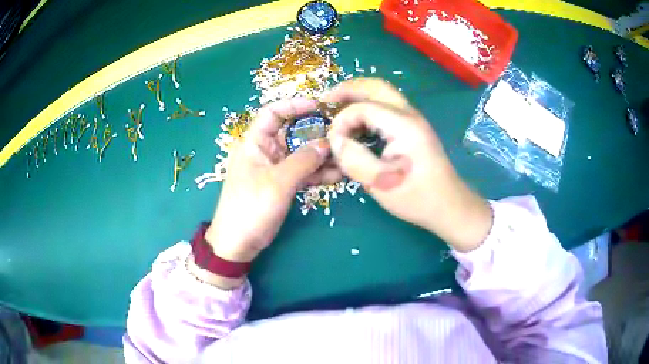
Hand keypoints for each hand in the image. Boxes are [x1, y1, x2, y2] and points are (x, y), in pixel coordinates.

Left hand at [205, 98, 341, 264]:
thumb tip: (327, 143)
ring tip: (344, 158)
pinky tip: (337, 176)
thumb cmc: (251, 207)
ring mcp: (275, 168)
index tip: (319, 106)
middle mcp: (265, 151)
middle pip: (292, 132)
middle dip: (315, 132)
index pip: (272, 113)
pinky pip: (303, 172)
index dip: (294, 105)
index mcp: (254, 142)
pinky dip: (318, 173)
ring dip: (321, 155)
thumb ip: (303, 160)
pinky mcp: (282, 184)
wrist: (238, 243)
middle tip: (340, 133)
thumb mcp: (278, 182)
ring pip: (301, 154)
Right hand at [322, 78, 491, 251]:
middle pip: (374, 86)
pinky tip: (356, 121)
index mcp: (403, 125)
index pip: (362, 108)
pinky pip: (386, 105)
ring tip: (336, 108)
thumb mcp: (380, 183)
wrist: (448, 204)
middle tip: (325, 102)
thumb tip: (336, 140)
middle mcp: (410, 114)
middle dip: (346, 89)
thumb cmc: (416, 197)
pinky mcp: (413, 127)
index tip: (333, 143)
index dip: (341, 122)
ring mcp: (413, 118)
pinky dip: (367, 106)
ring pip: (381, 92)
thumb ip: (353, 159)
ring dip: (357, 96)